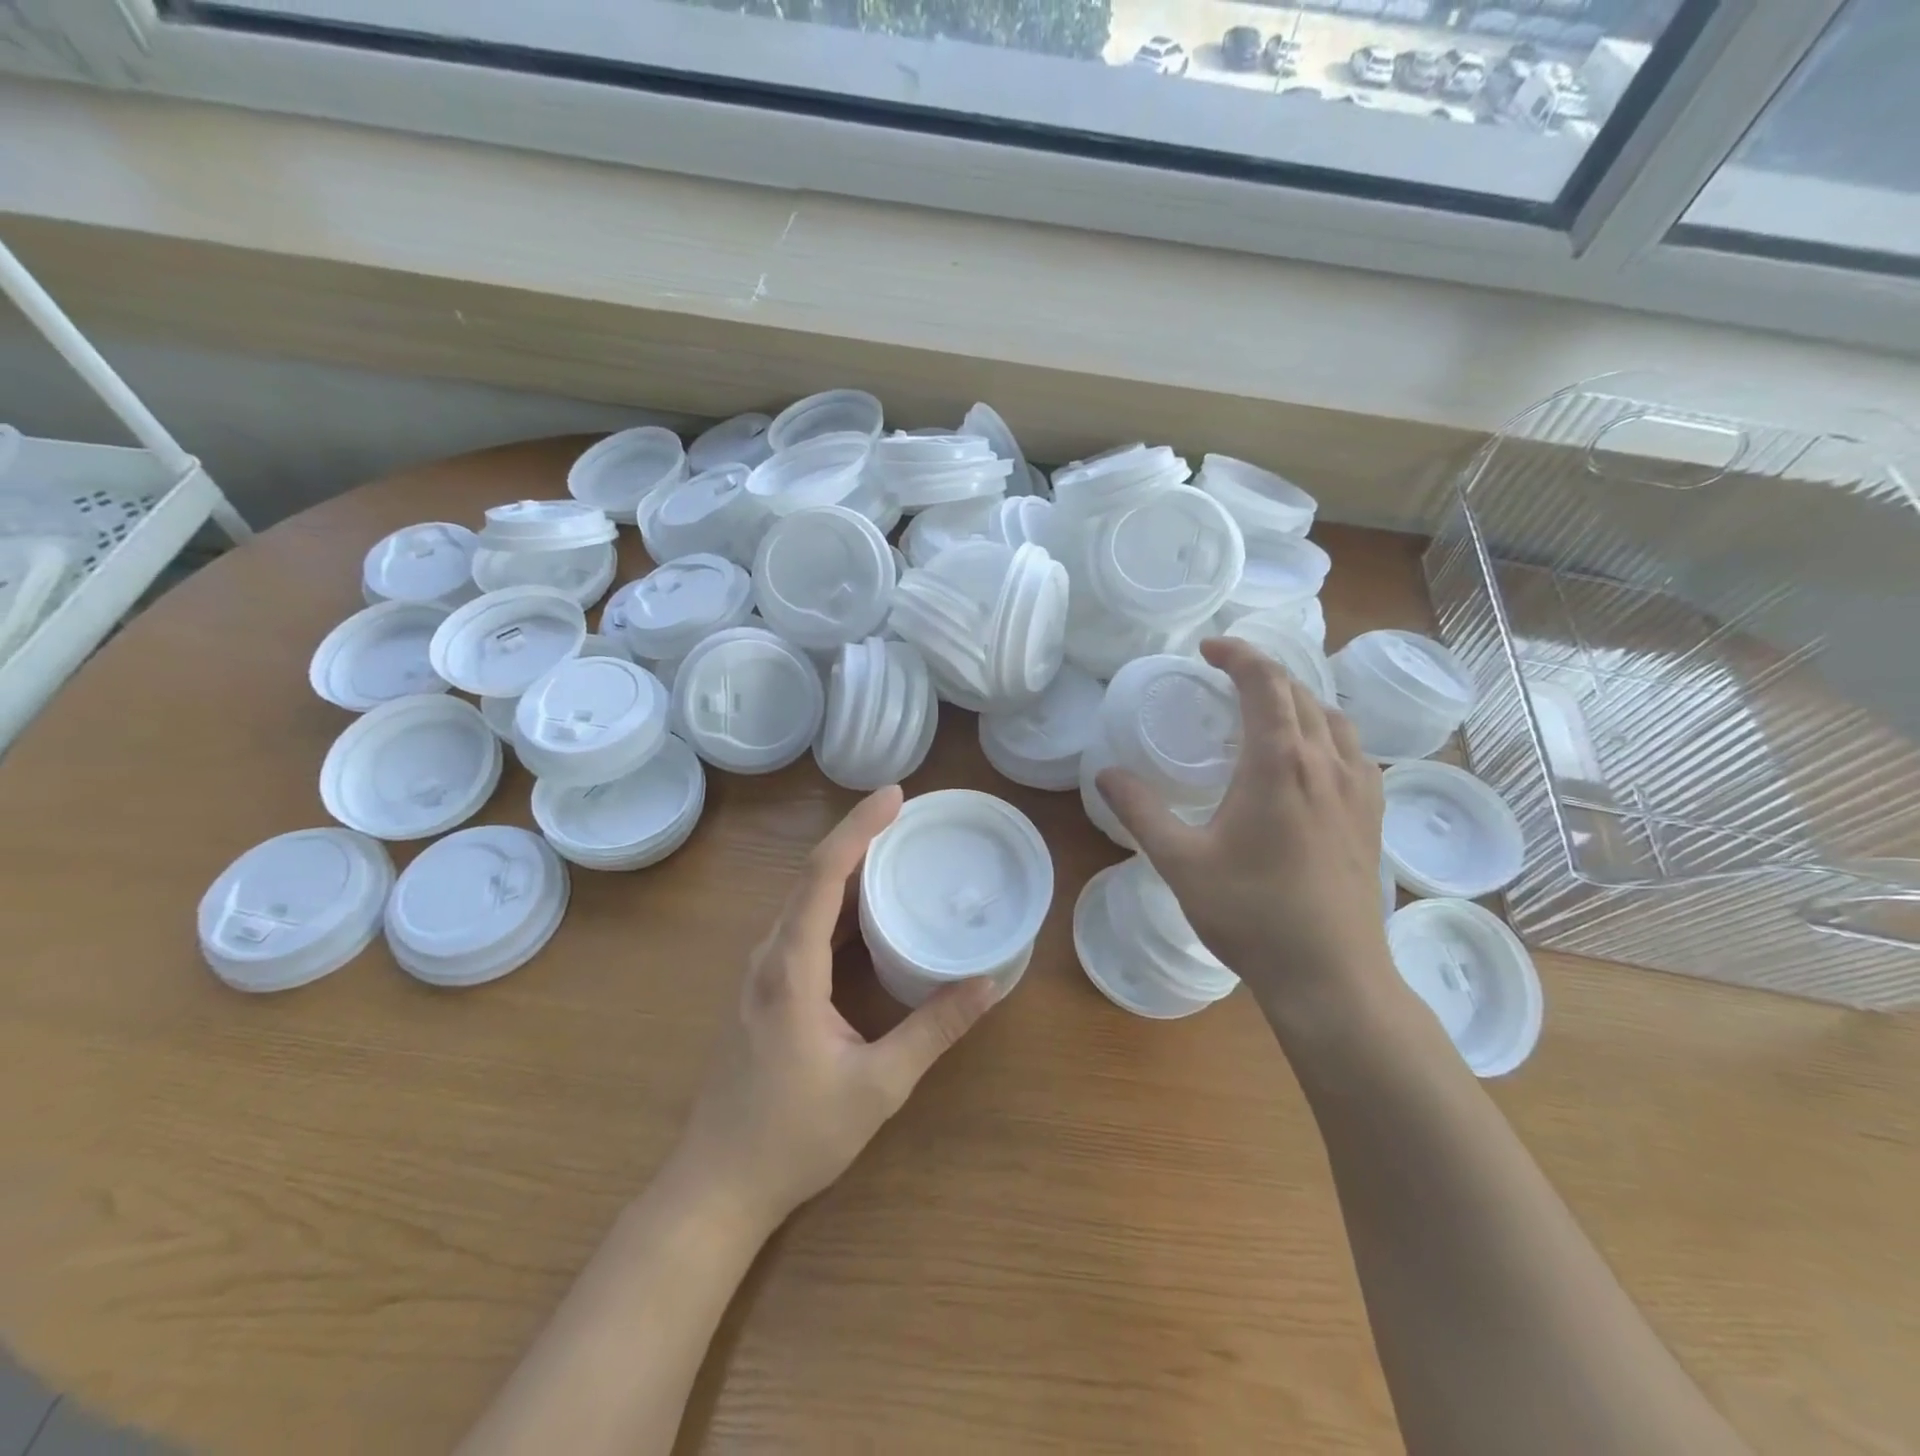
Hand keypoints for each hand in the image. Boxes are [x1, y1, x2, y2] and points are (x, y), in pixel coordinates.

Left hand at [671, 786, 1000, 1232]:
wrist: (718, 1185)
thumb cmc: (794, 1136)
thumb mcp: (878, 1085)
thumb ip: (934, 1029)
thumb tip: (988, 984)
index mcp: (791, 967)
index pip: (823, 874)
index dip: (859, 828)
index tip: (896, 795)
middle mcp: (771, 956)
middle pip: (812, 876)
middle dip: (859, 837)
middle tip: (910, 816)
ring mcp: (763, 972)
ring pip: (806, 900)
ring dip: (849, 868)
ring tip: (897, 848)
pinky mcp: (767, 989)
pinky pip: (804, 927)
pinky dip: (839, 903)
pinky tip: (870, 909)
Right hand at [1096, 638, 1391, 1024]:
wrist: (1331, 975)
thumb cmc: (1251, 914)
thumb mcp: (1180, 861)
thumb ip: (1140, 811)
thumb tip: (1105, 773)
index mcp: (1280, 762)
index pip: (1265, 681)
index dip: (1237, 654)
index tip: (1207, 649)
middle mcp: (1327, 762)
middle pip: (1301, 692)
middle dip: (1262, 672)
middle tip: (1224, 677)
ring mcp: (1360, 790)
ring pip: (1334, 718)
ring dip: (1298, 699)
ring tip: (1265, 710)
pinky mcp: (1372, 817)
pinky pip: (1355, 751)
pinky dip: (1326, 733)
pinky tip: (1309, 761)